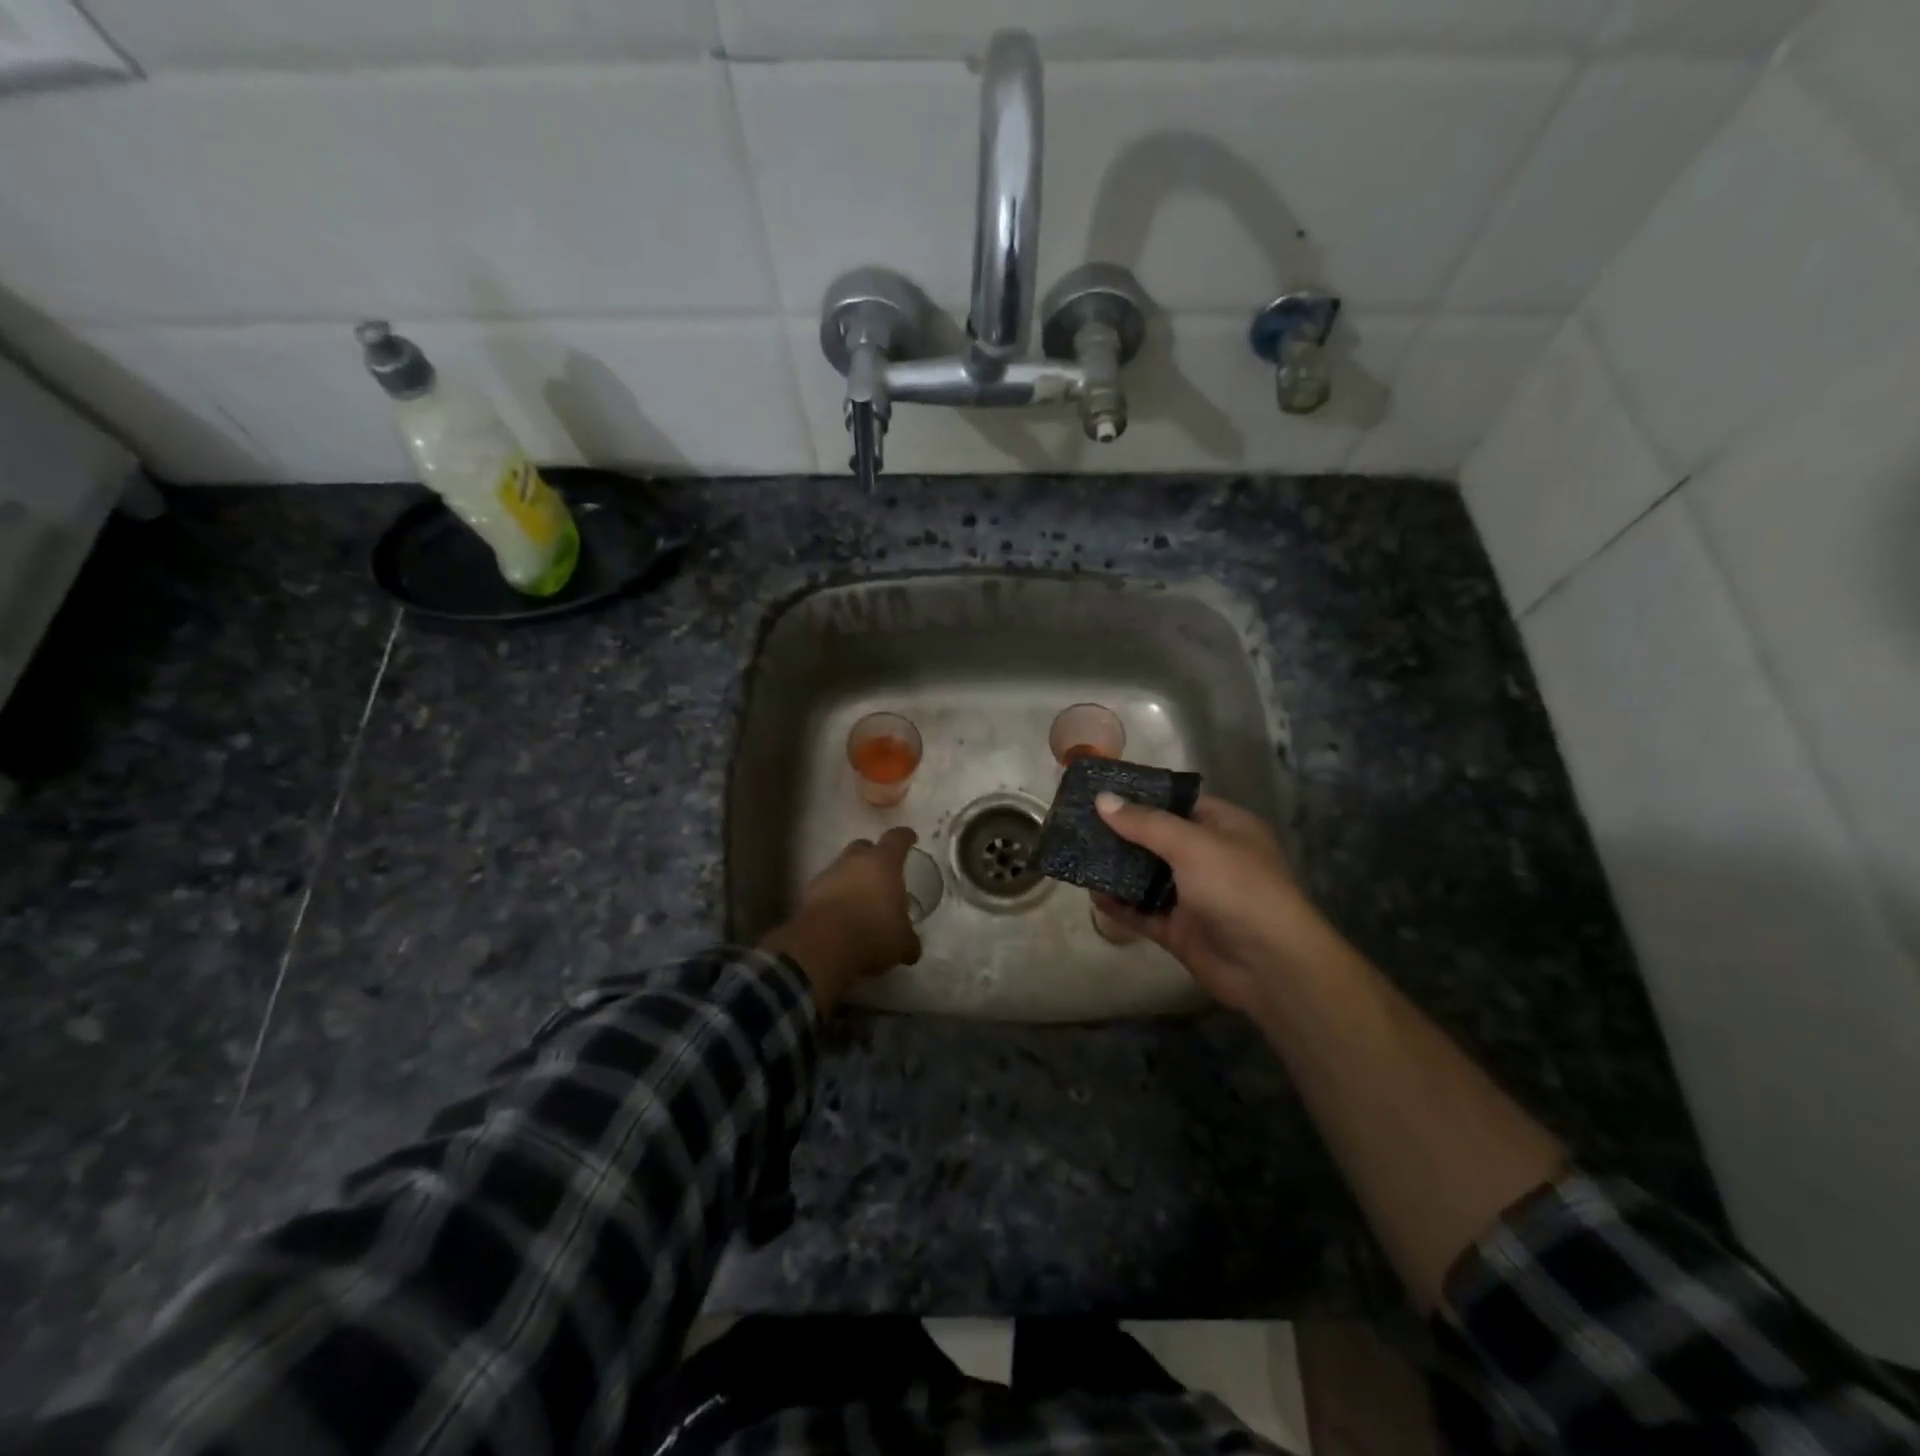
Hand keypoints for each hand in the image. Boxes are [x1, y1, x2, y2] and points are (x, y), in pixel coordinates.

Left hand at [760, 827, 920, 1010]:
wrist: (823, 948)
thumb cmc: (873, 935)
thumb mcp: (902, 943)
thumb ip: (908, 939)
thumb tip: (911, 947)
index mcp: (883, 863)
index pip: (897, 838)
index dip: (905, 837)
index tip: (910, 838)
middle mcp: (855, 861)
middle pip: (864, 847)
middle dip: (873, 856)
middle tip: (882, 873)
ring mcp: (828, 874)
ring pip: (843, 867)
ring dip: (851, 878)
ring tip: (860, 899)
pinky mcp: (809, 893)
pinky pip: (827, 888)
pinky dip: (834, 896)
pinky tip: (841, 915)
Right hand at [1093, 792, 1328, 1016]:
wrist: (1270, 965)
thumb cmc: (1238, 888)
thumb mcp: (1192, 844)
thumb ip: (1145, 823)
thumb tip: (1102, 799)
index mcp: (1224, 827)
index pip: (1178, 803)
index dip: (1142, 795)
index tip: (1101, 790)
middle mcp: (1208, 857)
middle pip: (1156, 838)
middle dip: (1121, 832)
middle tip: (1078, 822)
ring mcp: (1193, 895)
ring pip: (1146, 875)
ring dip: (1116, 868)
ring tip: (1077, 853)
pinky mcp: (1179, 929)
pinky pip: (1142, 911)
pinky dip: (1119, 904)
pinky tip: (1091, 894)